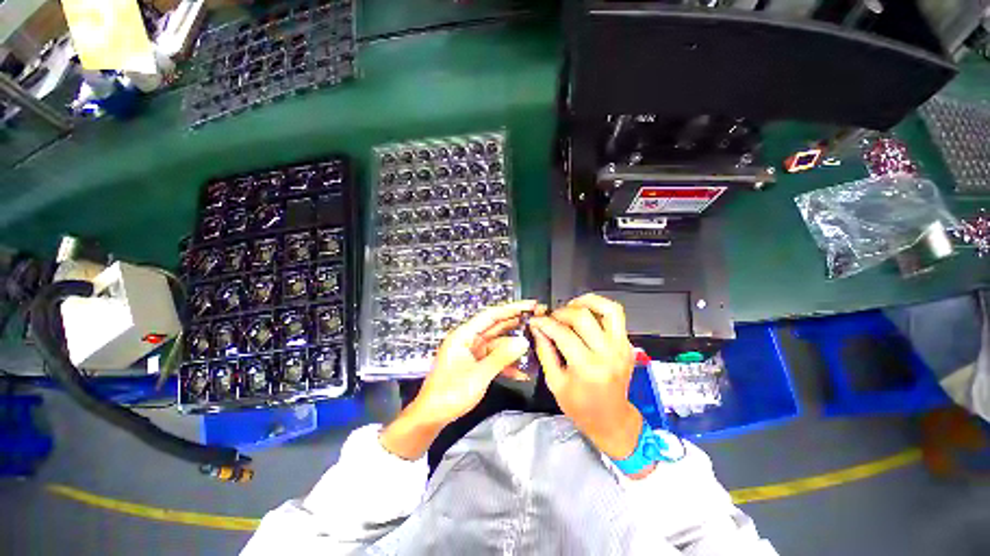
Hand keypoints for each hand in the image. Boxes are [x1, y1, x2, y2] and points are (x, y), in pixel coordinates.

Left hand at [380, 300, 538, 459]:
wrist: (432, 416)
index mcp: (464, 335)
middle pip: (495, 327)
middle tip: (537, 319)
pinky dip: (506, 364)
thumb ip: (502, 357)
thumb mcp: (479, 375)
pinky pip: (494, 359)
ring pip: (497, 344)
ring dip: (513, 347)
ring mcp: (472, 352)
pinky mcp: (475, 364)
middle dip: (515, 324)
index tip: (530, 304)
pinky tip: (522, 372)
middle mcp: (469, 339)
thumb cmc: (451, 393)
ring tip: (534, 345)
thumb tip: (523, 342)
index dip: (511, 308)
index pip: (491, 315)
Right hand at [529, 293, 642, 460]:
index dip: (545, 322)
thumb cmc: (580, 407)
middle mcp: (608, 354)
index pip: (562, 333)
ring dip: (586, 301)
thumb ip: (545, 351)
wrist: (612, 420)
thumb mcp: (555, 382)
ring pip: (608, 309)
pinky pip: (615, 317)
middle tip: (552, 317)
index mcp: (587, 368)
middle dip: (562, 312)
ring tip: (571, 306)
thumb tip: (537, 327)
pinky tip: (585, 315)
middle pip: (583, 316)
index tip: (535, 320)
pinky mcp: (627, 344)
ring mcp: (622, 348)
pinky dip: (598, 309)